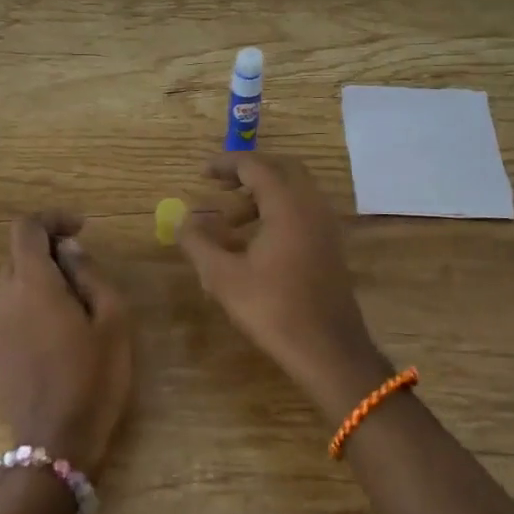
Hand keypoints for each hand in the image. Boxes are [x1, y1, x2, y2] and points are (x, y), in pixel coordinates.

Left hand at [0, 212, 133, 475]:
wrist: (54, 446)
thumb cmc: (93, 379)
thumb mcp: (112, 322)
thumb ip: (90, 275)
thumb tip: (70, 249)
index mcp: (33, 285)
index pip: (26, 228)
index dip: (52, 219)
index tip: (81, 229)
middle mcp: (4, 300)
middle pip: (17, 255)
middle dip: (49, 250)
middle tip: (85, 270)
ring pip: (13, 285)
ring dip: (41, 280)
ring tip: (77, 306)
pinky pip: (10, 313)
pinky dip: (32, 306)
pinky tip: (58, 335)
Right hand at [178, 153, 393, 425]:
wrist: (328, 349)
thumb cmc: (273, 309)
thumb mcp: (223, 277)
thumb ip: (198, 242)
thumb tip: (183, 221)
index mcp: (287, 204)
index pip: (255, 166)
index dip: (226, 164)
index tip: (202, 173)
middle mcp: (311, 205)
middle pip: (281, 169)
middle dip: (248, 173)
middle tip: (220, 187)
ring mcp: (326, 225)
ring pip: (294, 191)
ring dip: (262, 195)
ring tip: (230, 222)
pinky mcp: (330, 246)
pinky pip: (303, 211)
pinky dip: (277, 212)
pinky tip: (255, 242)